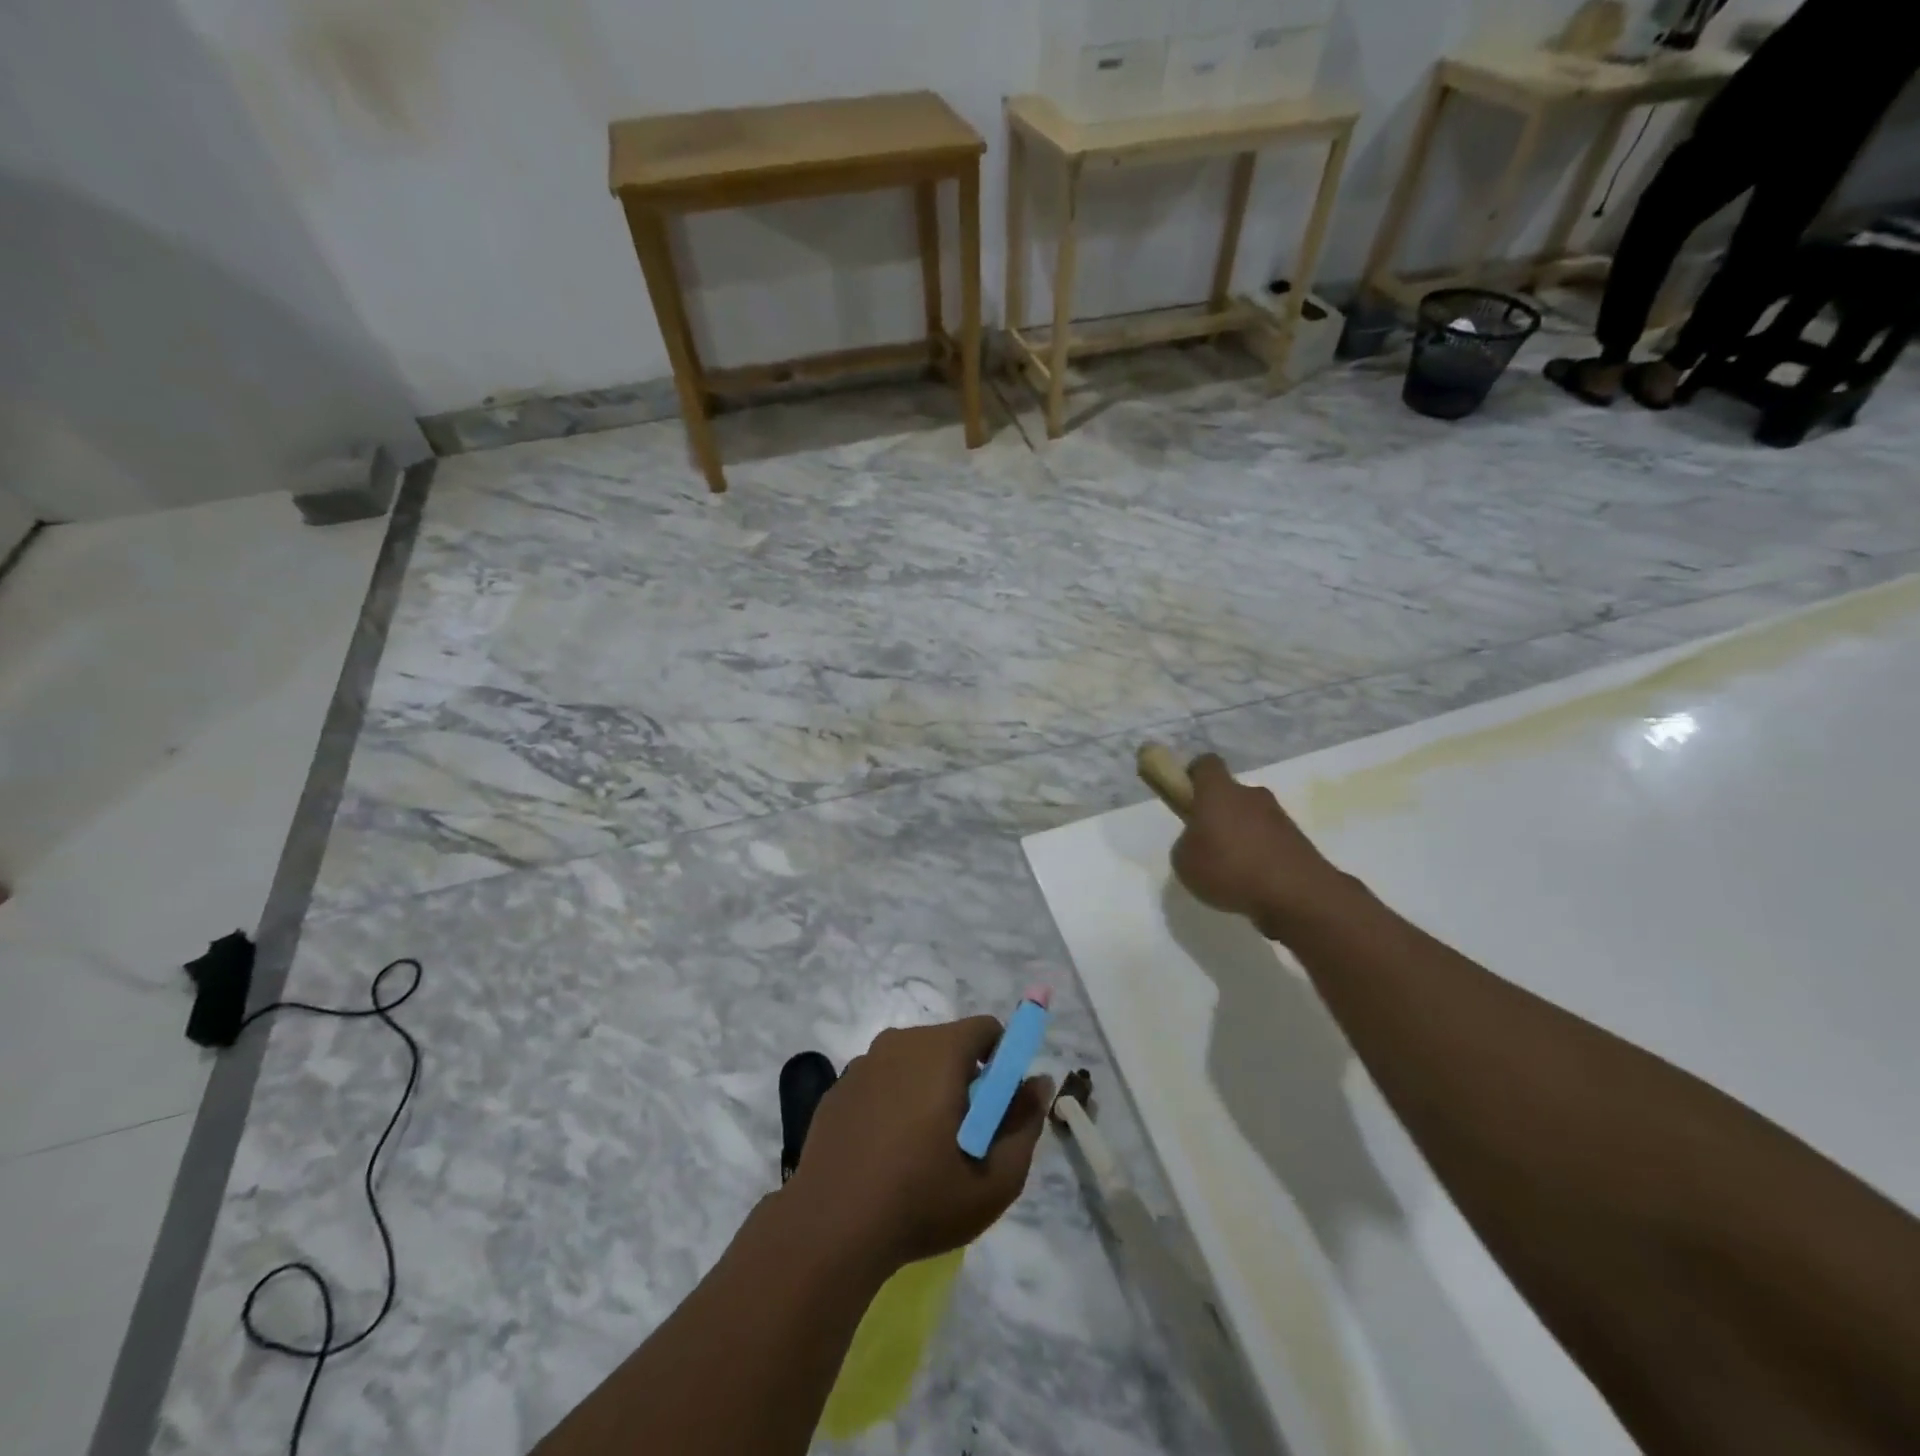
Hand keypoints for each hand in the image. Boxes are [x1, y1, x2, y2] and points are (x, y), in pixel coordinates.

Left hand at [785, 1017, 1051, 1271]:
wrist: (830, 1228)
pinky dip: (894, 1103)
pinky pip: (882, 1081)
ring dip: (928, 1090)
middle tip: (965, 1137)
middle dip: (966, 1079)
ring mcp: (863, 1063)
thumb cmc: (921, 1200)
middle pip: (949, 1044)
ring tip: (923, 1151)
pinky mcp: (838, 1088)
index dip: (1002, 1062)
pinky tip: (886, 1154)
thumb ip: (1025, 1124)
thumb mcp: (996, 1180)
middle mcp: (900, 1042)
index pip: (986, 1029)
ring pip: (914, 1062)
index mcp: (940, 1050)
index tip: (997, 1108)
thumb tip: (1039, 1082)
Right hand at [1171, 754, 1351, 938]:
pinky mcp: (1299, 841)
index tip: (1186, 796)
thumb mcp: (1184, 862)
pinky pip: (1270, 842)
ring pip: (1252, 819)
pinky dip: (1261, 857)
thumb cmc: (1229, 869)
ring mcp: (1279, 817)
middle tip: (1207, 846)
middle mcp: (1251, 795)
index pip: (1206, 764)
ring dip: (1241, 838)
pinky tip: (1254, 884)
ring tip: (1232, 873)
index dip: (1193, 776)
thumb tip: (1199, 842)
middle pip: (1230, 794)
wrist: (1297, 895)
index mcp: (1219, 792)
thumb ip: (1187, 844)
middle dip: (1218, 815)